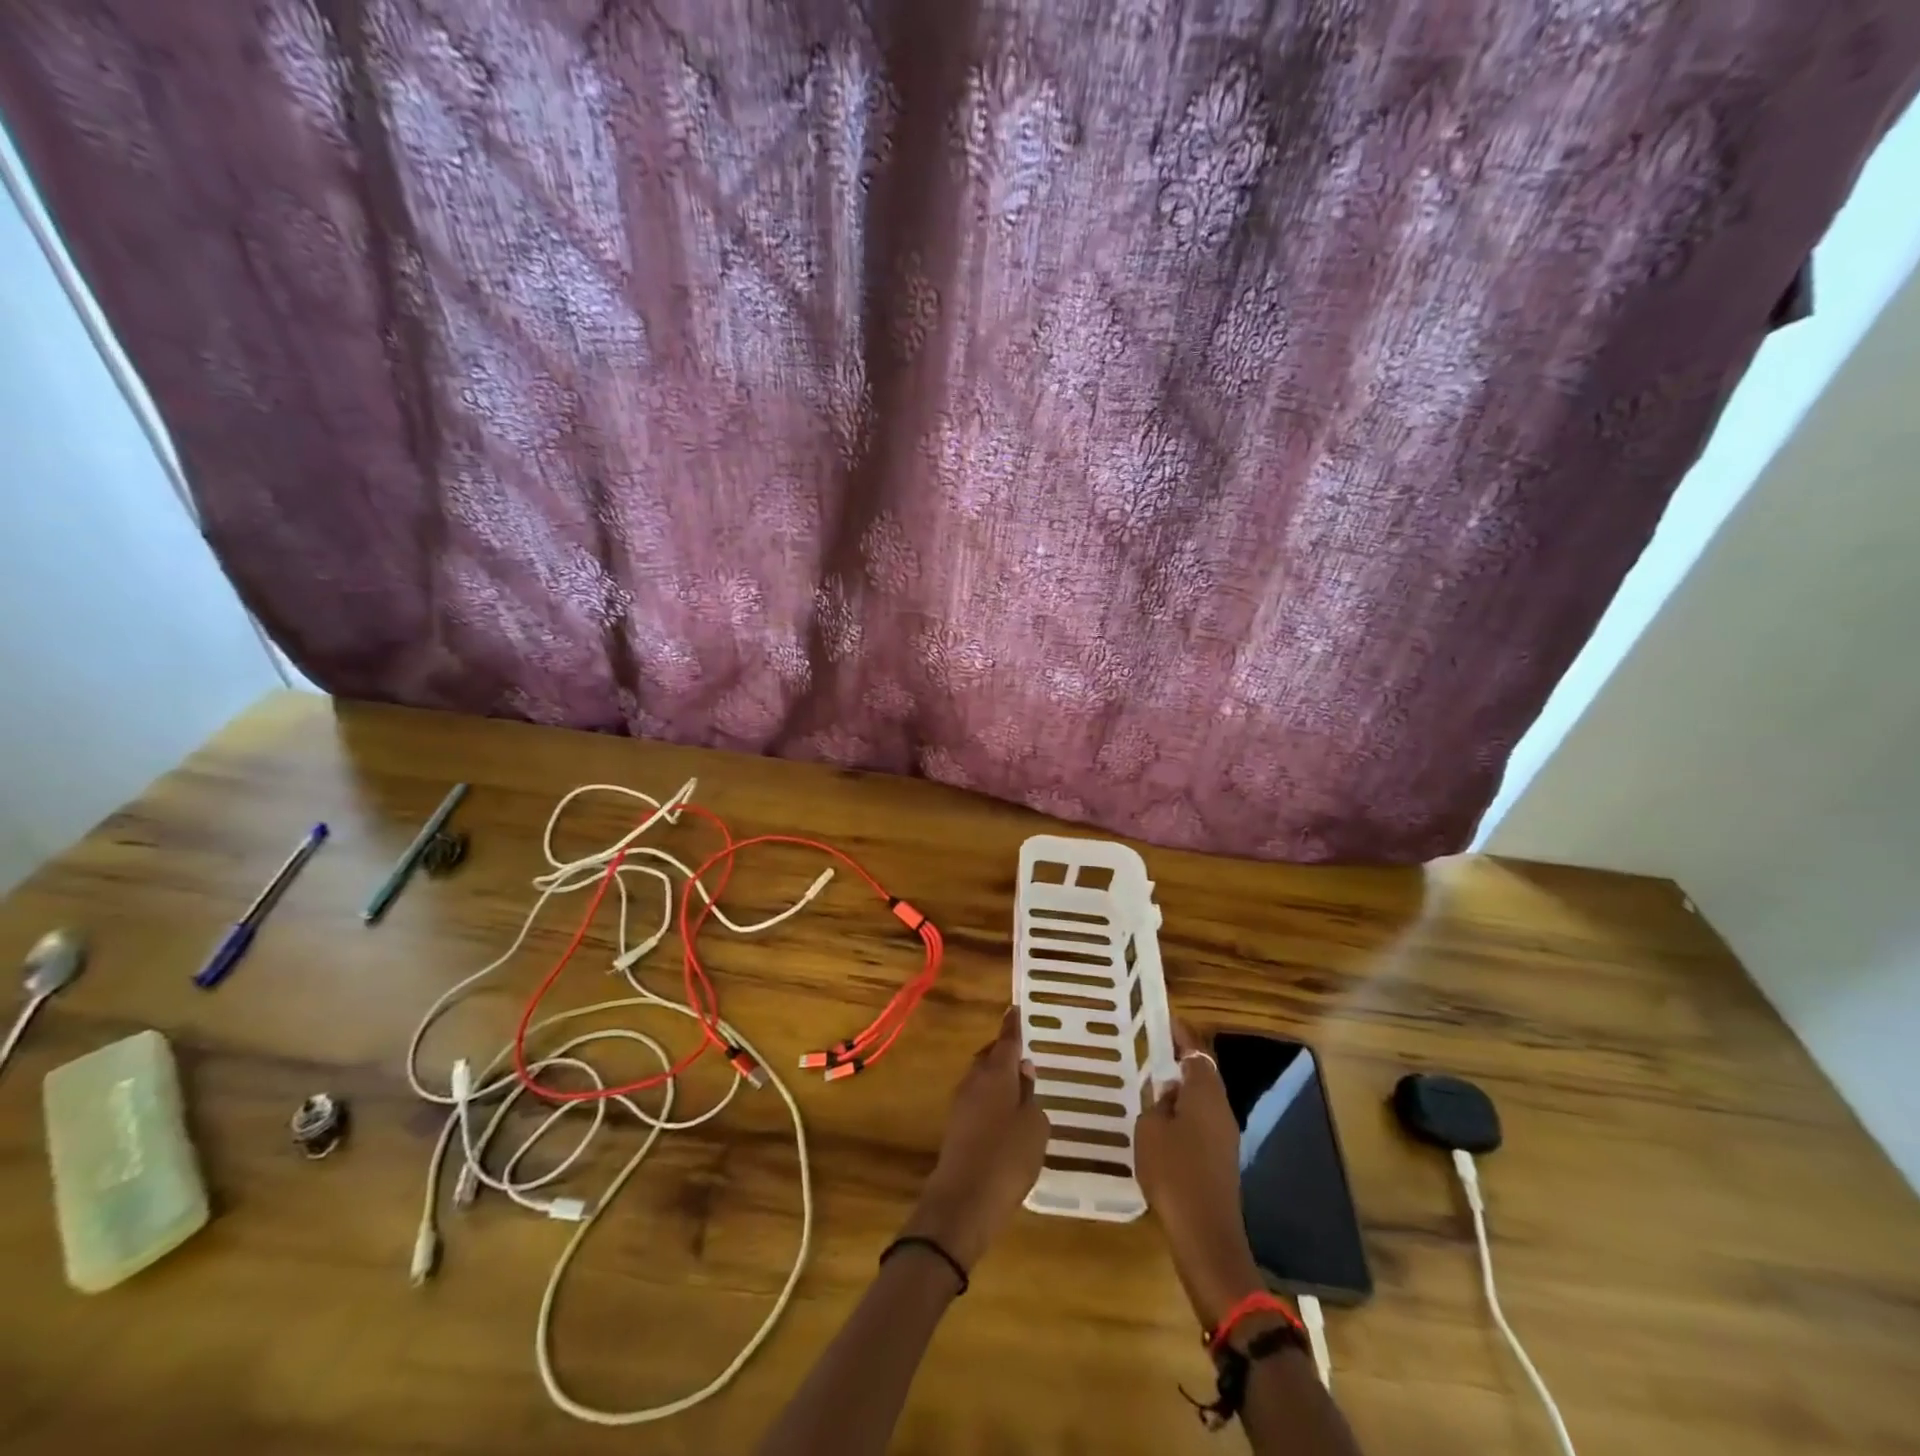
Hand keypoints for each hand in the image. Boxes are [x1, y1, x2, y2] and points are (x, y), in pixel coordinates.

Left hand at [900, 1008, 1049, 1271]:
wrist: (963, 1201)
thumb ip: (1030, 1096)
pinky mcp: (956, 1126)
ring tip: (1018, 1087)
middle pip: (990, 1056)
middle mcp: (975, 1080)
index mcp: (996, 1072)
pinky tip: (1005, 1116)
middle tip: (1024, 1055)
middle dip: (1004, 1052)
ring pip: (981, 1077)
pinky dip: (991, 1099)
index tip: (1015, 1009)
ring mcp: (962, 1103)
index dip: (1013, 1025)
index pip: (1007, 1040)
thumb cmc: (1007, 1158)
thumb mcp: (1034, 1127)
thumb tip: (1023, 1072)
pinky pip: (977, 1099)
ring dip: (996, 1077)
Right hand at [1134, 1020, 1264, 1327]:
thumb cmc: (1174, 1173)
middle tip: (1153, 1050)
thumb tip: (1168, 1095)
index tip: (1164, 1019)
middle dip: (1180, 1061)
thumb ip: (1157, 1104)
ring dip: (1182, 1090)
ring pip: (1203, 1100)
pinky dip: (1184, 1115)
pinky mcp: (1222, 1160)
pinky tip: (1162, 1125)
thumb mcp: (1150, 1129)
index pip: (1195, 1052)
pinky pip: (1202, 1123)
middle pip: (1203, 1074)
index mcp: (1205, 1094)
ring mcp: (1226, 1137)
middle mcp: (1222, 1109)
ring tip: (1152, 1085)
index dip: (1180, 1035)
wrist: (1206, 1235)